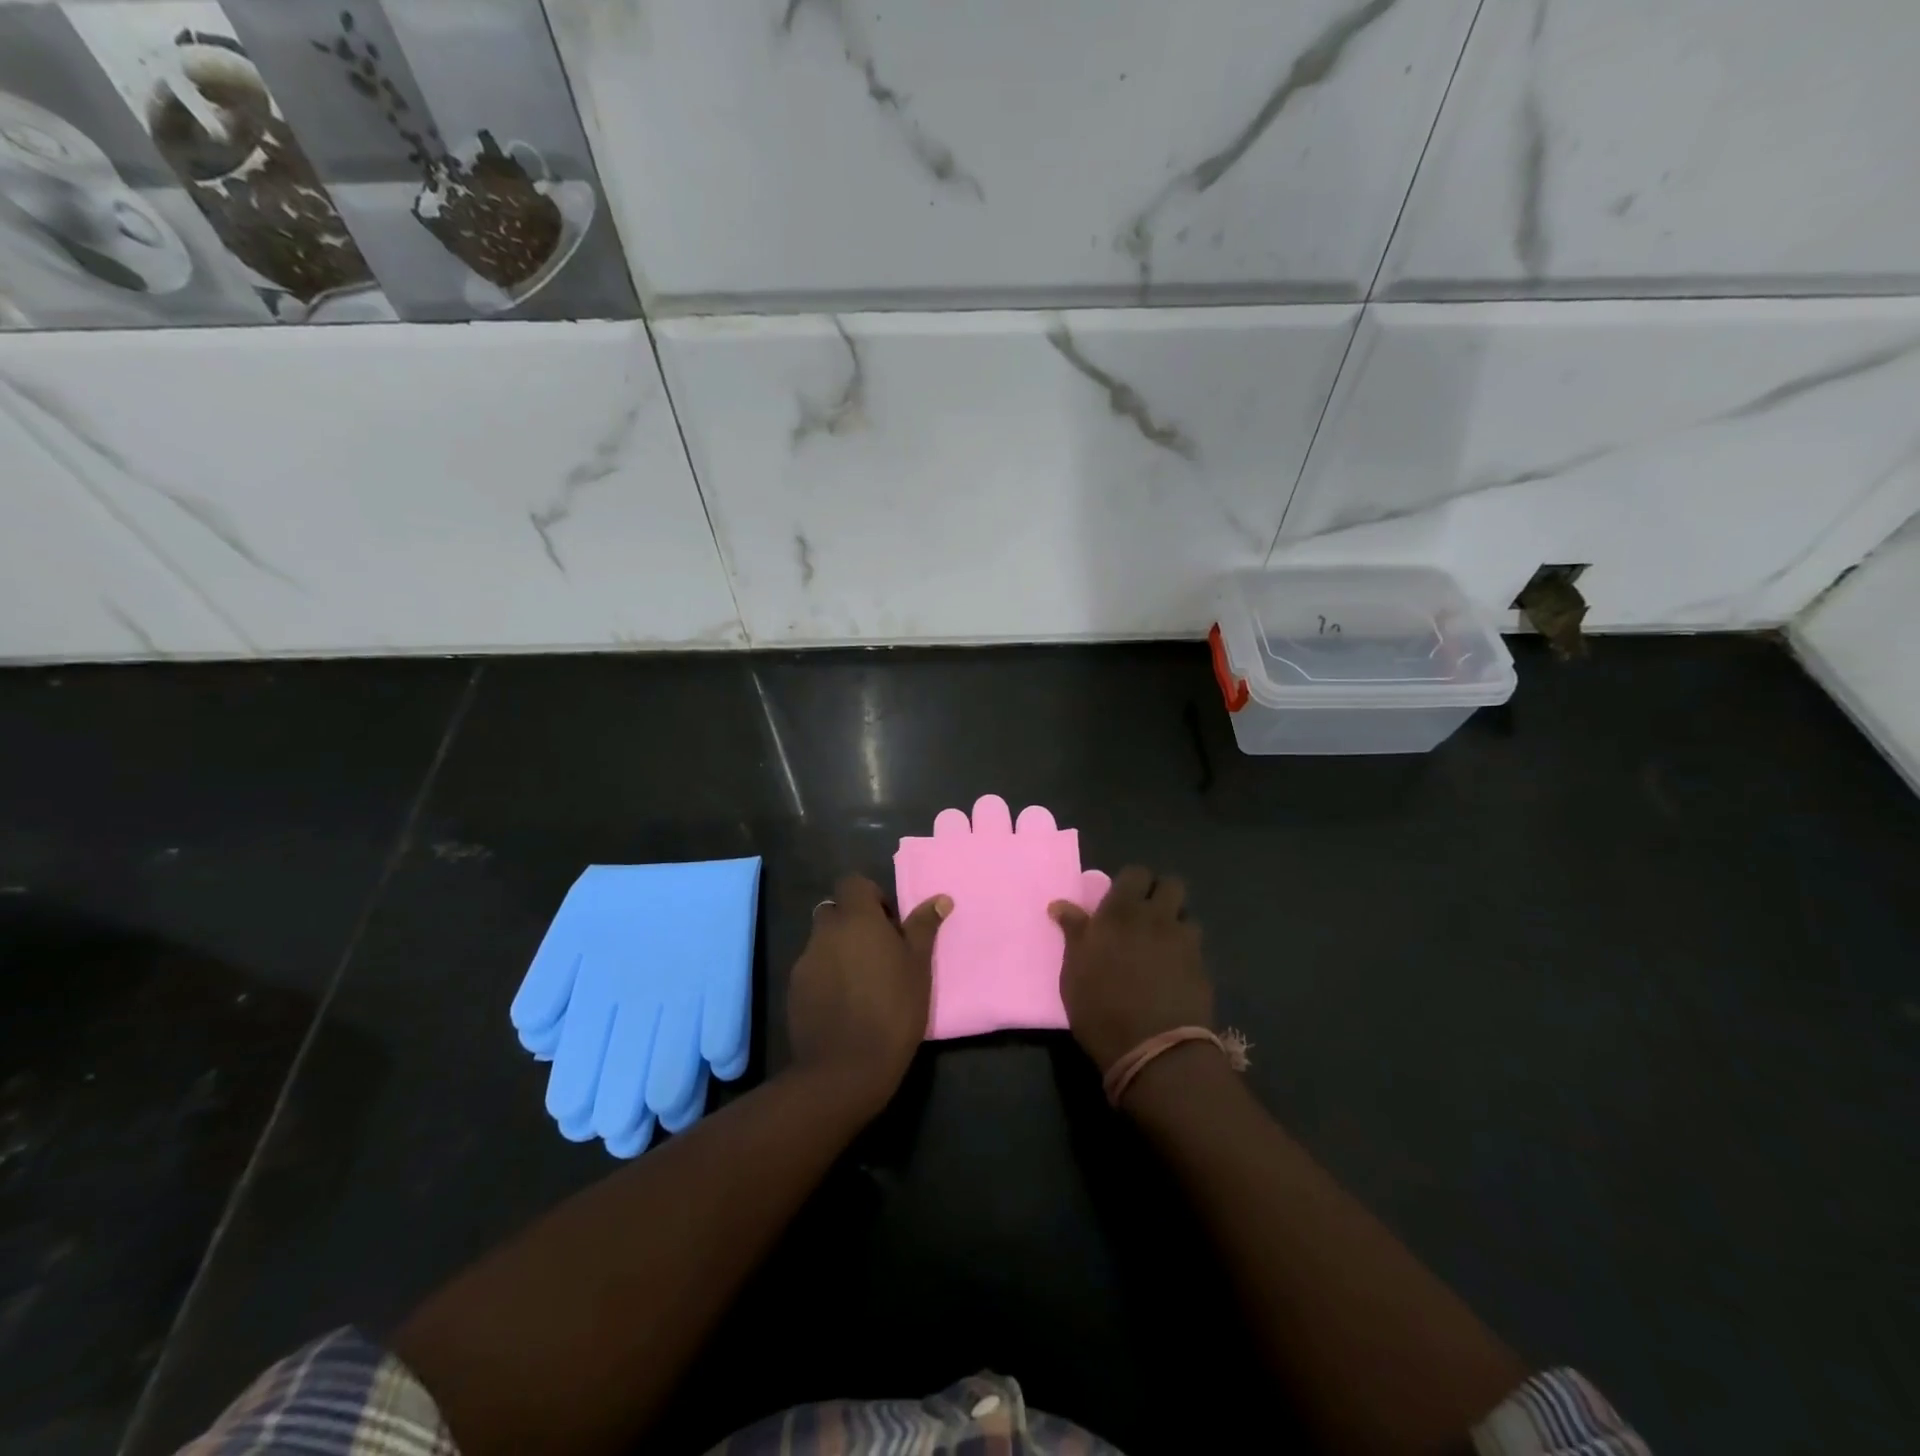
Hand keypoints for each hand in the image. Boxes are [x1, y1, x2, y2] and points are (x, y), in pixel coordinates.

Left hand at [789, 874, 949, 1111]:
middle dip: (852, 923)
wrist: (846, 1068)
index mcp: (857, 919)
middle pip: (834, 911)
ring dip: (839, 950)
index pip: (852, 883)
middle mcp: (825, 932)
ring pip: (821, 942)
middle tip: (877, 951)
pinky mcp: (793, 990)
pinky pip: (811, 970)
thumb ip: (924, 927)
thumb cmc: (893, 1009)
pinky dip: (826, 976)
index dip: (870, 896)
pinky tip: (843, 1004)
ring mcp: (805, 962)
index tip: (889, 923)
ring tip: (862, 982)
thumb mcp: (918, 967)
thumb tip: (940, 899)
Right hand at [1049, 866, 1211, 1072]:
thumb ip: (1074, 932)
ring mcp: (1184, 942)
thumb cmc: (1100, 1006)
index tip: (1120, 900)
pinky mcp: (1203, 969)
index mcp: (1121, 911)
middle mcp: (1157, 917)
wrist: (1153, 1049)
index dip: (1131, 883)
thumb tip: (1060, 905)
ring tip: (1162, 946)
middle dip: (1160, 893)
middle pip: (1172, 885)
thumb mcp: (1074, 969)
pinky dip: (1186, 953)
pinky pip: (1196, 948)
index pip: (1135, 873)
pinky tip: (1174, 973)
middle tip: (1145, 915)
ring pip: (1187, 915)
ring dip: (1176, 923)